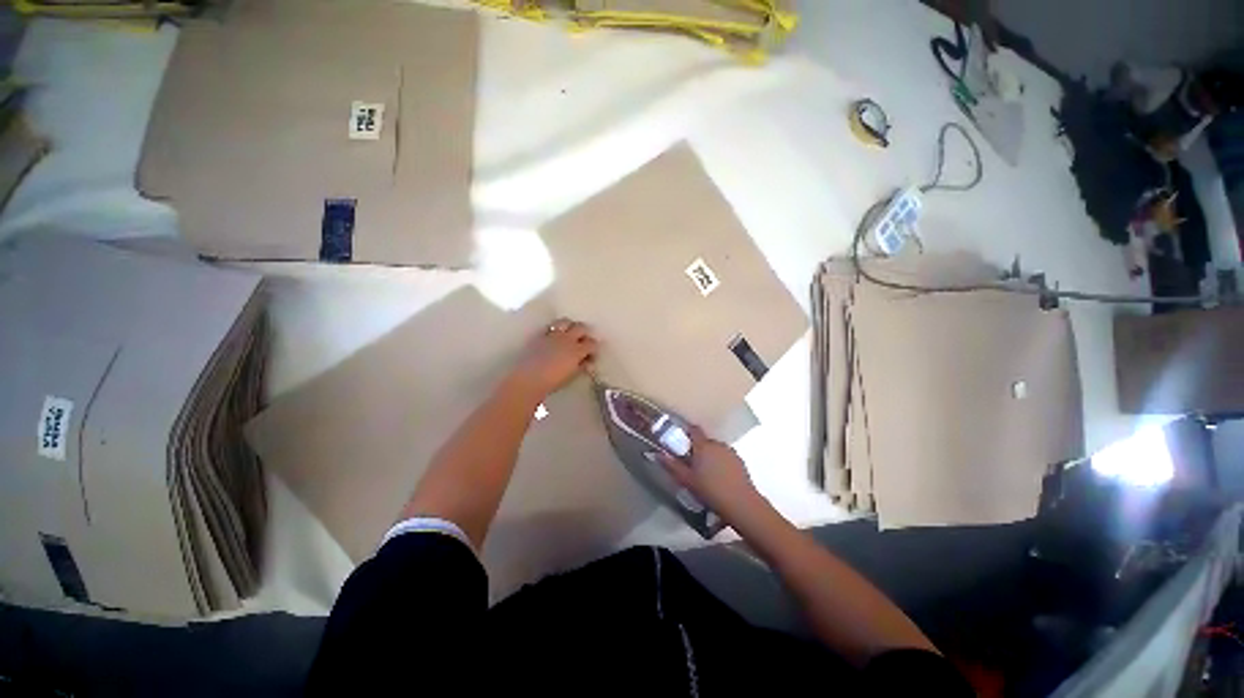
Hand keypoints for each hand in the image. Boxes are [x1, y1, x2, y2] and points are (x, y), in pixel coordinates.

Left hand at [508, 318, 597, 399]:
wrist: (528, 379)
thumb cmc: (552, 382)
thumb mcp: (571, 376)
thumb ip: (581, 366)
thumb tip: (587, 361)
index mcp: (577, 350)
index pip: (592, 343)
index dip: (594, 348)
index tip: (592, 354)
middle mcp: (567, 339)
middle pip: (581, 327)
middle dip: (585, 333)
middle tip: (584, 340)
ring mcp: (553, 335)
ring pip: (566, 322)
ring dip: (571, 326)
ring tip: (570, 332)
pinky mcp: (540, 335)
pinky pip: (550, 326)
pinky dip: (555, 328)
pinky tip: (554, 335)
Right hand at [658, 426, 765, 524]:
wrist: (741, 504)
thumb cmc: (710, 491)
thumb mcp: (686, 480)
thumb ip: (672, 465)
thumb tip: (658, 453)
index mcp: (703, 445)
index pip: (694, 430)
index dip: (687, 433)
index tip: (681, 442)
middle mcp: (717, 444)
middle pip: (704, 441)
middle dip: (697, 449)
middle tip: (692, 465)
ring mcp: (730, 451)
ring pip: (715, 449)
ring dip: (710, 456)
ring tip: (706, 475)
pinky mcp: (739, 461)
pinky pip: (725, 456)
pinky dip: (721, 463)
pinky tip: (719, 479)